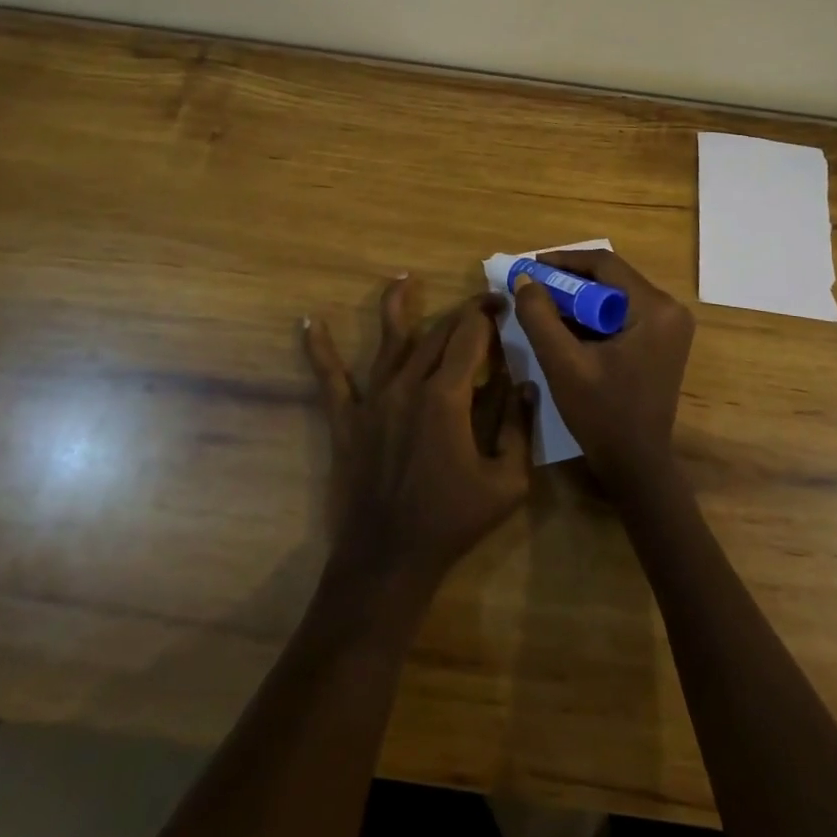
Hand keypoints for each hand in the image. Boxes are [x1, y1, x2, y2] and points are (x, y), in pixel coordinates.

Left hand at [304, 275, 531, 590]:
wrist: (388, 559)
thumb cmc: (453, 522)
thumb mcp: (507, 482)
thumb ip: (518, 427)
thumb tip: (526, 384)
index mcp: (447, 397)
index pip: (469, 338)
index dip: (487, 317)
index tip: (502, 305)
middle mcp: (408, 386)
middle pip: (436, 334)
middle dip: (461, 313)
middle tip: (480, 303)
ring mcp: (373, 400)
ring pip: (388, 341)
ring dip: (397, 305)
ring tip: (403, 278)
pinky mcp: (347, 419)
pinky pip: (330, 377)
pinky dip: (320, 349)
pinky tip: (311, 322)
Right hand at [512, 249, 694, 493]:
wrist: (635, 465)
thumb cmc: (602, 415)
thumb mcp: (562, 363)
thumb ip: (540, 316)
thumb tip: (524, 278)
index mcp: (655, 309)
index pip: (604, 264)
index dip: (563, 261)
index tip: (529, 268)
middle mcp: (669, 309)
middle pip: (610, 277)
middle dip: (568, 280)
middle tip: (532, 286)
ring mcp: (669, 325)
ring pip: (614, 294)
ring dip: (578, 298)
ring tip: (542, 304)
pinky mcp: (661, 340)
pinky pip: (621, 312)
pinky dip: (592, 315)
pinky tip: (565, 325)